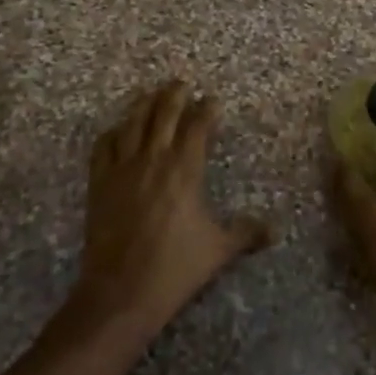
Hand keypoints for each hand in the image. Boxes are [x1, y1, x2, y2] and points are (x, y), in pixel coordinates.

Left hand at [69, 80, 270, 353]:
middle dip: (174, 95)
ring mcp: (122, 168)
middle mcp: (153, 158)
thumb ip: (246, 232)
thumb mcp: (218, 250)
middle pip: (164, 113)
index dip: (206, 109)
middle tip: (181, 83)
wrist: (120, 292)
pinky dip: (112, 133)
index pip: (197, 126)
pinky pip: (104, 146)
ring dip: (143, 104)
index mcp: (184, 169)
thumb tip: (276, 229)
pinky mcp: (99, 182)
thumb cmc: (174, 268)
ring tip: (150, 93)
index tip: (212, 100)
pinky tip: (117, 130)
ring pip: (132, 122)